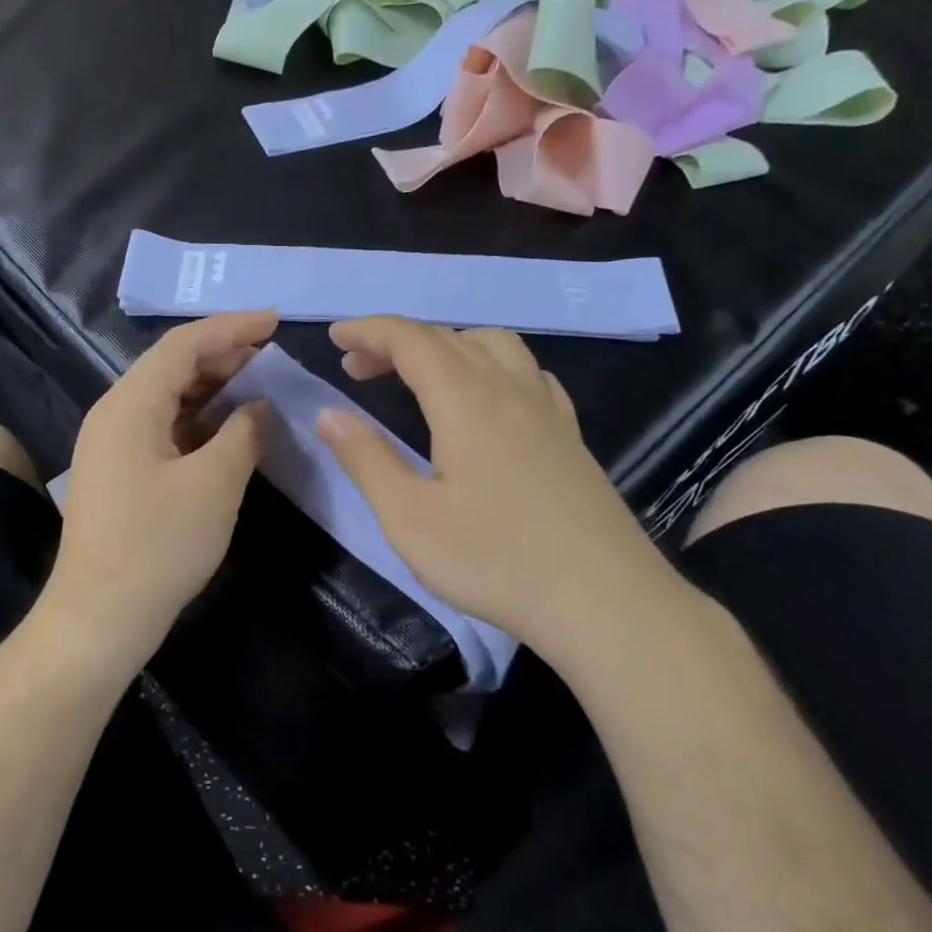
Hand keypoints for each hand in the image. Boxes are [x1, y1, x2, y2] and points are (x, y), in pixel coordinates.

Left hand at [42, 310, 274, 663]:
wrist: (101, 617)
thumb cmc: (158, 546)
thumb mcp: (214, 484)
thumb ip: (243, 434)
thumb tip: (257, 407)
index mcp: (129, 405)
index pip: (182, 345)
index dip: (230, 327)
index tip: (275, 321)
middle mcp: (115, 415)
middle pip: (171, 367)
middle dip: (223, 355)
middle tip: (271, 355)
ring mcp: (114, 445)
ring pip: (168, 399)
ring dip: (213, 388)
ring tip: (258, 385)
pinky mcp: (122, 473)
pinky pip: (165, 429)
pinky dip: (200, 421)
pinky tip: (230, 429)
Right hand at [316, 316, 682, 656]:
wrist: (603, 600)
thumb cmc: (494, 560)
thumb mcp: (409, 517)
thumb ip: (366, 459)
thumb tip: (328, 414)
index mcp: (465, 400)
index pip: (411, 339)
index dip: (369, 330)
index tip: (334, 338)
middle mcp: (509, 388)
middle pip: (448, 337)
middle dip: (397, 341)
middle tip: (358, 368)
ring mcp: (547, 410)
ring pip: (494, 346)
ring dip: (447, 345)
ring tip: (419, 376)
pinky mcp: (569, 436)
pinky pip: (527, 374)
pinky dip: (491, 366)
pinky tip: (488, 400)